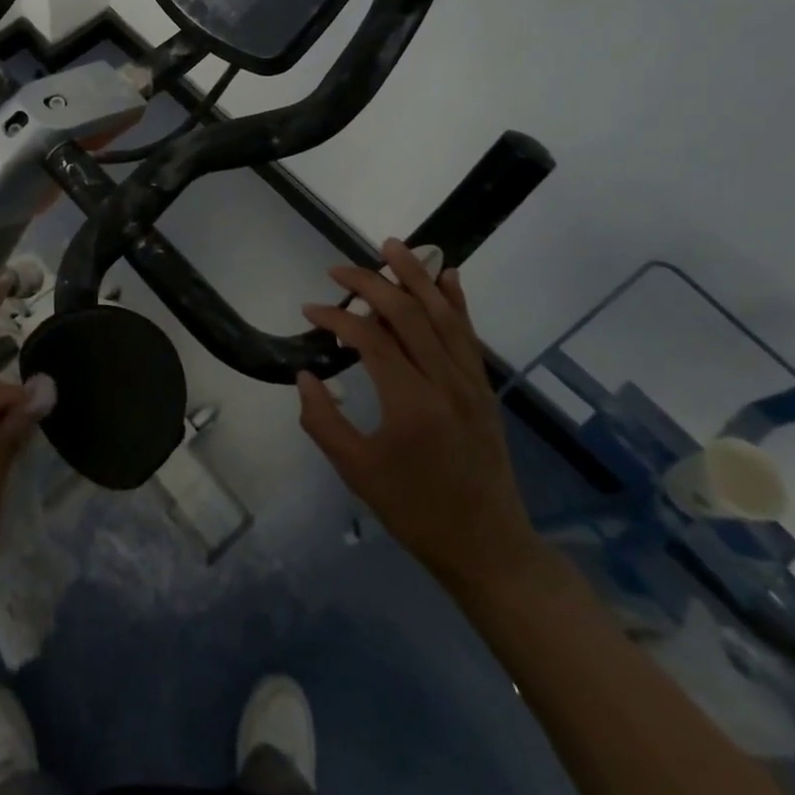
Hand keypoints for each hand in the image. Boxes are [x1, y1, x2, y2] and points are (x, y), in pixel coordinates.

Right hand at [297, 240, 547, 601]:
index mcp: (411, 403)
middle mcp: (445, 382)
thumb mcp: (357, 472)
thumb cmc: (416, 512)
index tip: (310, 310)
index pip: (370, 339)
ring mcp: (470, 383)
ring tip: (392, 246)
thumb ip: (323, 421)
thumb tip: (305, 376)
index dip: (336, 317)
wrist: (490, 549)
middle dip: (370, 283)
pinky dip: (456, 300)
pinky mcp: (483, 388)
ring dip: (416, 275)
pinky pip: (468, 334)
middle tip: (338, 270)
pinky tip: (448, 274)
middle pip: (407, 314)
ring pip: (442, 314)